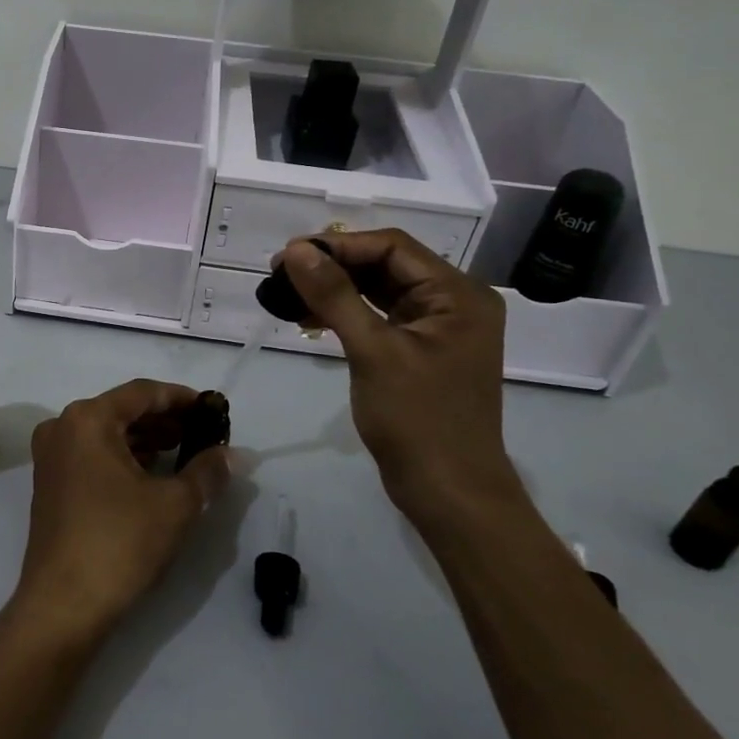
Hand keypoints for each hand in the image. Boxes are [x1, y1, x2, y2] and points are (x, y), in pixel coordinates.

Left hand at [12, 380, 229, 643]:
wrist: (63, 606)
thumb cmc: (119, 543)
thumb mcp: (175, 504)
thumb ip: (207, 471)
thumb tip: (234, 455)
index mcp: (87, 419)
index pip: (143, 393)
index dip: (182, 398)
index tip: (213, 408)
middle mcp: (62, 428)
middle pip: (123, 411)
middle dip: (166, 421)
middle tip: (205, 433)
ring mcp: (52, 458)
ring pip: (108, 435)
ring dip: (147, 440)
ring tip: (186, 452)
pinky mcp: (51, 485)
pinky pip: (94, 456)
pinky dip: (125, 459)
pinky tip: (154, 474)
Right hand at [274, 231, 522, 527]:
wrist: (449, 493)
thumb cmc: (418, 419)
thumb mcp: (373, 352)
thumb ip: (334, 296)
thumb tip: (295, 251)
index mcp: (457, 294)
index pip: (392, 248)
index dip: (339, 245)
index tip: (288, 254)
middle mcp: (453, 303)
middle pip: (386, 265)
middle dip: (333, 266)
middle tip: (280, 272)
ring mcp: (437, 328)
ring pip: (379, 290)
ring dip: (335, 289)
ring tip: (287, 293)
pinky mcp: (420, 351)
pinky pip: (379, 317)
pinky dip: (346, 314)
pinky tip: (309, 320)